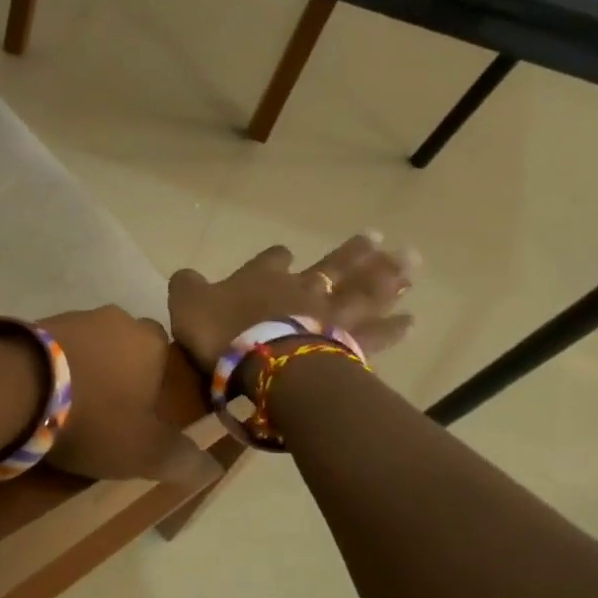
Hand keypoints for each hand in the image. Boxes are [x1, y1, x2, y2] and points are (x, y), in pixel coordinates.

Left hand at [37, 307, 221, 488]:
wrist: (20, 387)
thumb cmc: (95, 418)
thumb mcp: (145, 451)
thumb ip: (181, 459)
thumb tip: (212, 467)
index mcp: (151, 342)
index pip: (166, 353)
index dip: (157, 380)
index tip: (144, 409)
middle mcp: (116, 319)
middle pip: (126, 344)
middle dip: (120, 369)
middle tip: (107, 407)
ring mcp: (74, 317)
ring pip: (90, 342)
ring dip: (85, 366)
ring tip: (71, 404)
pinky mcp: (37, 324)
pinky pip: (56, 347)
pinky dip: (55, 366)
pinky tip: (44, 394)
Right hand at [169, 234, 415, 370]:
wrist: (263, 360)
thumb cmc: (222, 330)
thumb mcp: (187, 303)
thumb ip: (187, 286)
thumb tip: (185, 275)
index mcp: (262, 277)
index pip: (273, 259)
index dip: (277, 257)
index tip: (284, 253)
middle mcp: (302, 289)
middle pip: (333, 266)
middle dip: (354, 253)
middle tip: (381, 238)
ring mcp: (328, 315)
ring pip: (362, 292)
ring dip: (386, 278)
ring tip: (410, 264)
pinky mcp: (346, 344)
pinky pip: (375, 334)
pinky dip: (393, 327)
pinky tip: (411, 320)